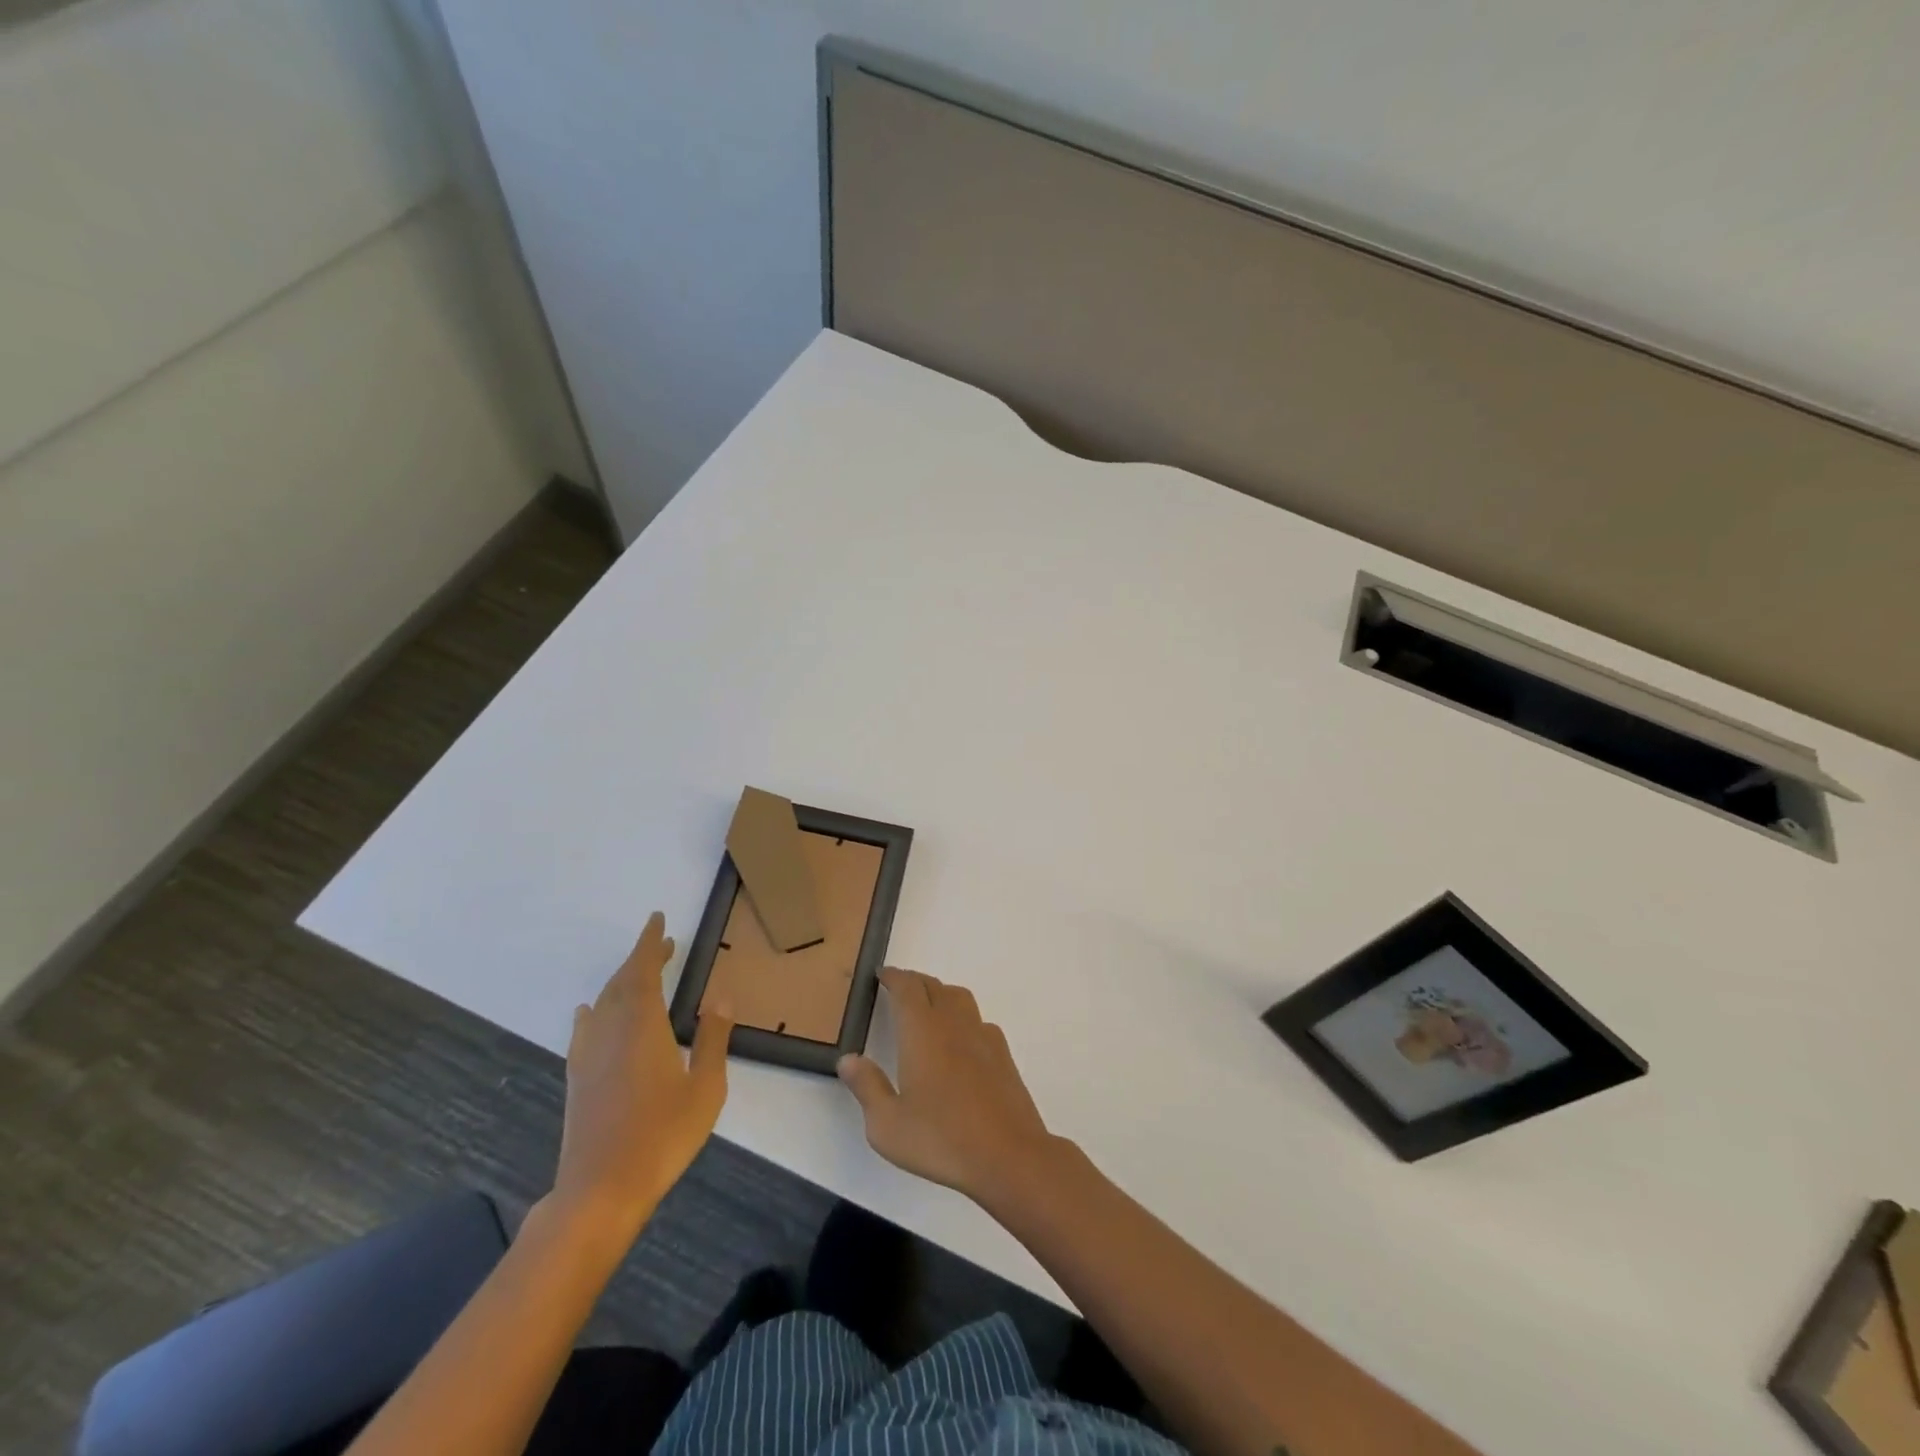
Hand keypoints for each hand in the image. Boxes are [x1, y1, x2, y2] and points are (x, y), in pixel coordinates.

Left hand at [551, 913, 731, 1239]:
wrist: (601, 1189)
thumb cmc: (662, 1136)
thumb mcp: (705, 1087)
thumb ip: (712, 1039)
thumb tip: (721, 998)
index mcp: (642, 1026)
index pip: (643, 970)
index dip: (650, 943)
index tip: (658, 919)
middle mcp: (610, 1031)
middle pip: (622, 982)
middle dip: (642, 959)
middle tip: (664, 945)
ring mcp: (589, 1055)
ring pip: (603, 1003)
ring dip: (621, 982)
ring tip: (641, 974)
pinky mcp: (577, 1078)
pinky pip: (584, 1028)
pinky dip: (593, 1010)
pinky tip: (590, 1012)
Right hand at [838, 966, 1060, 1204]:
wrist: (1009, 1155)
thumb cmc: (941, 1139)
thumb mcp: (888, 1125)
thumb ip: (867, 1087)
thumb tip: (849, 1059)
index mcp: (922, 1032)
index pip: (907, 988)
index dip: (894, 977)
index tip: (882, 975)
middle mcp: (953, 1024)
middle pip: (933, 986)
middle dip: (914, 982)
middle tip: (899, 988)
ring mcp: (983, 1036)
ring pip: (959, 998)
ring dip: (940, 994)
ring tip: (928, 1008)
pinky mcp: (1003, 1055)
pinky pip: (979, 1021)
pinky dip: (963, 1018)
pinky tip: (960, 1041)